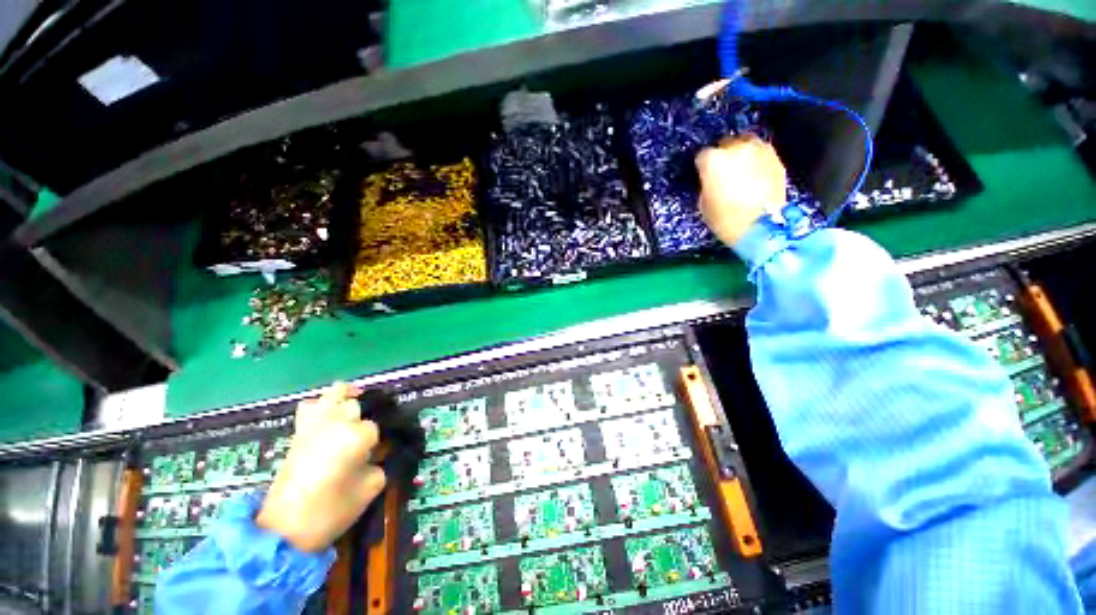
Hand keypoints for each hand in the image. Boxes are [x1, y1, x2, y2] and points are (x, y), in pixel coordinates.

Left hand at [256, 383, 385, 551]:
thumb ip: (380, 465)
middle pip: (356, 405)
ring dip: (345, 399)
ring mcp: (313, 425)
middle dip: (362, 418)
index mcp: (355, 436)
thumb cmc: (331, 510)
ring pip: (333, 394)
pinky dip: (321, 406)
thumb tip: (376, 456)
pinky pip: (310, 407)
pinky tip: (328, 418)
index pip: (374, 428)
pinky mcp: (297, 433)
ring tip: (352, 409)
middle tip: (364, 438)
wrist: (283, 530)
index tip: (374, 456)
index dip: (376, 443)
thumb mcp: (370, 488)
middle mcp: (335, 423)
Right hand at [696, 135, 786, 245]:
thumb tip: (711, 180)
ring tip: (741, 171)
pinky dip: (756, 161)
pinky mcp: (776, 158)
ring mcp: (759, 150)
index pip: (702, 156)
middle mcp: (736, 147)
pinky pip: (761, 154)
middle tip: (723, 173)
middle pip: (726, 144)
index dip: (702, 167)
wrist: (760, 227)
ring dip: (742, 155)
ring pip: (746, 144)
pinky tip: (755, 176)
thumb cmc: (725, 219)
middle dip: (723, 156)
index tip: (704, 175)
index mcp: (713, 160)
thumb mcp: (704, 203)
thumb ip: (707, 184)